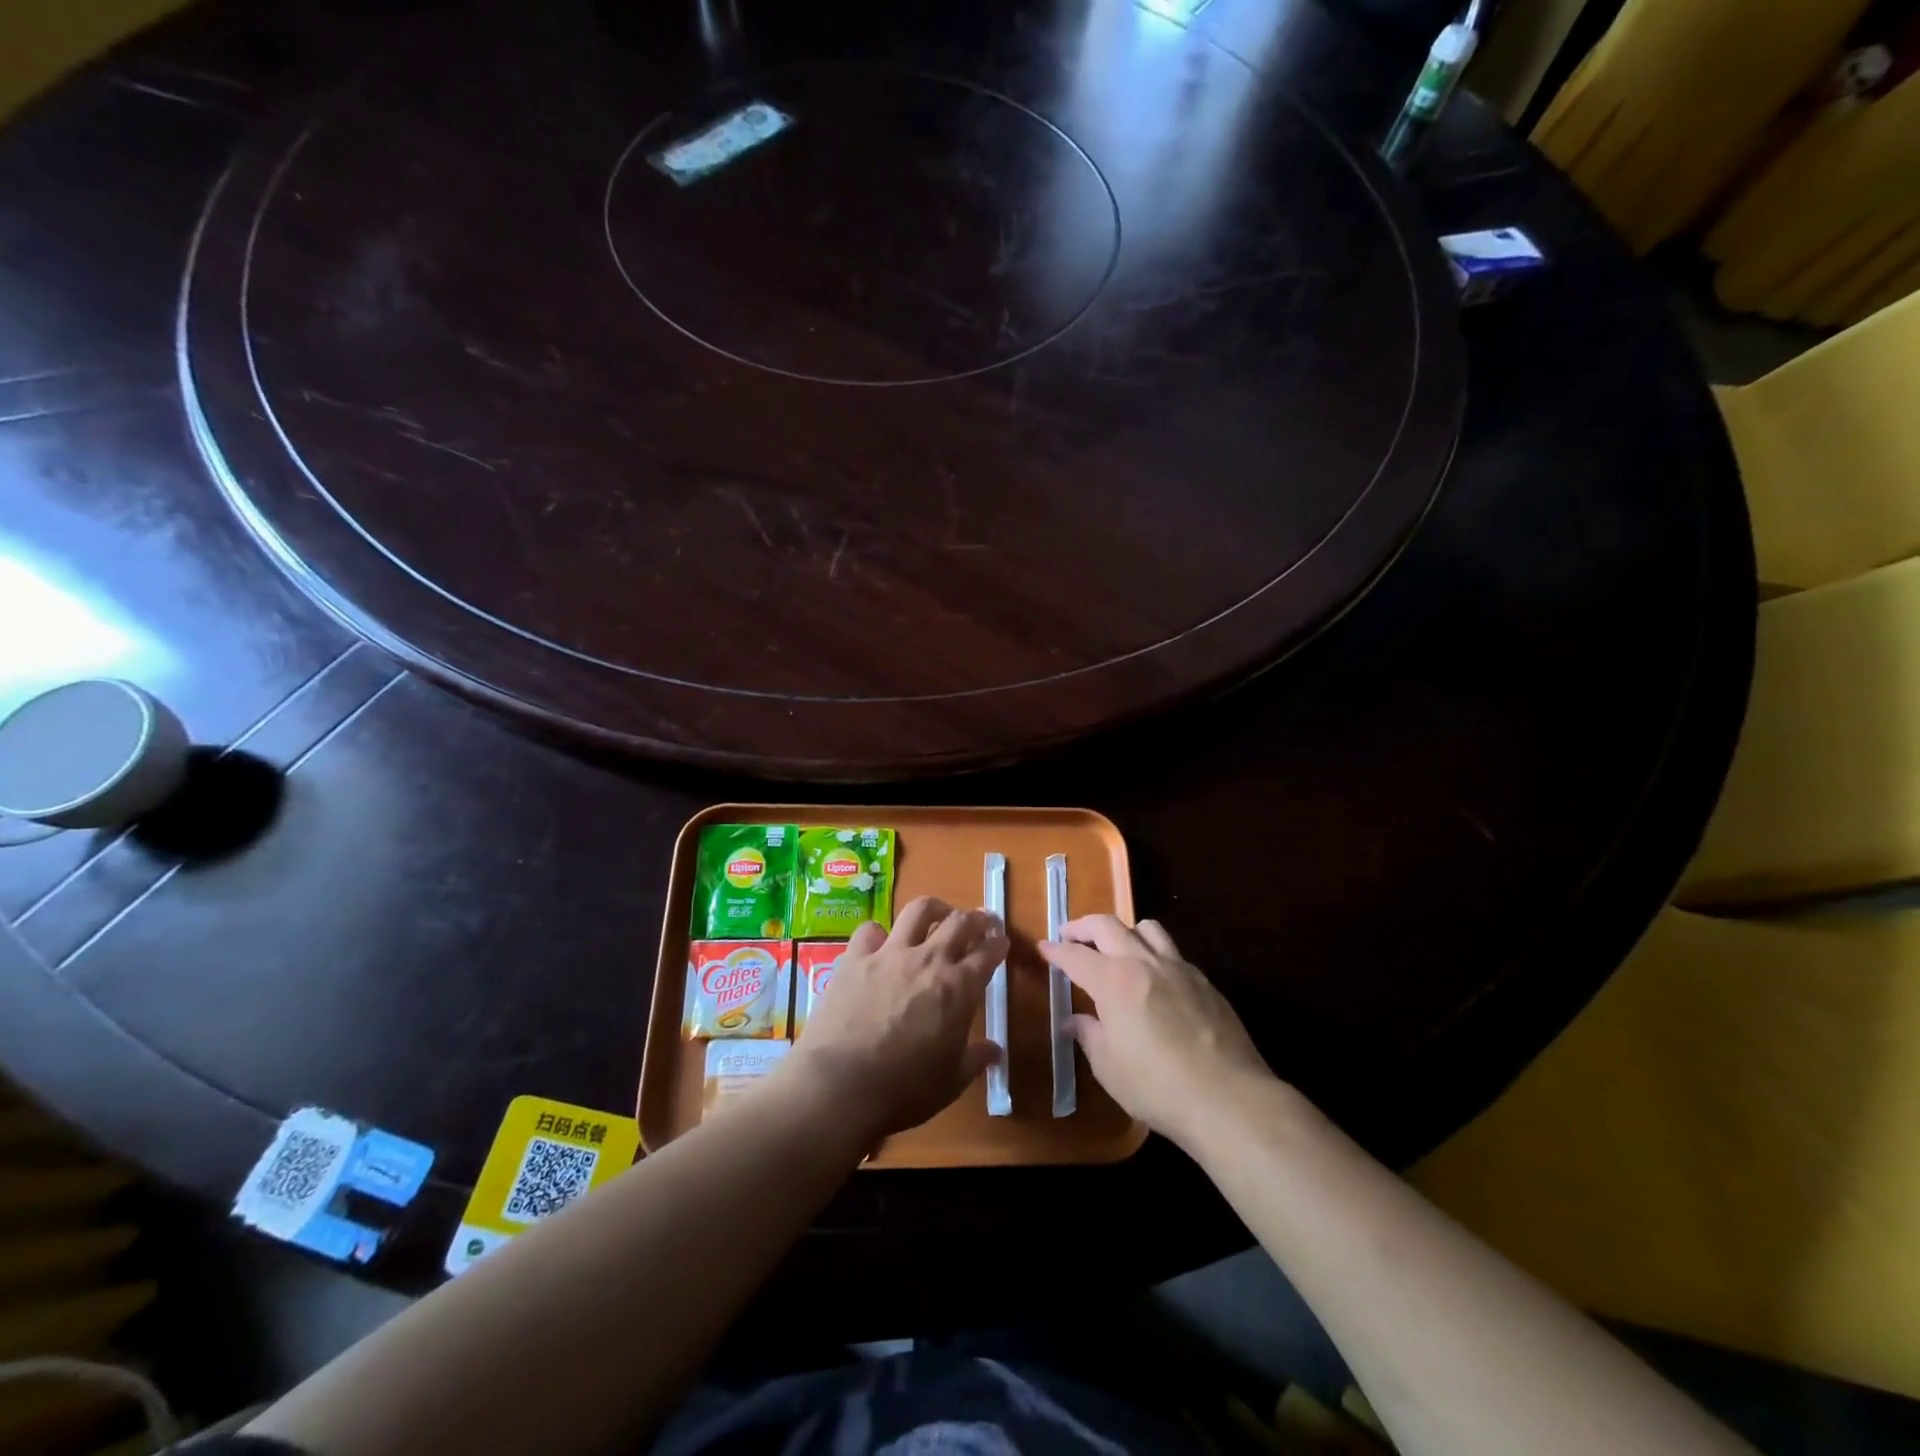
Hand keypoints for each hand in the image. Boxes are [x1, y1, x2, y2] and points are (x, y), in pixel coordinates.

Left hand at [782, 897, 1007, 1145]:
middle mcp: (928, 960)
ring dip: (934, 908)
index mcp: (958, 988)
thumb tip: (995, 1050)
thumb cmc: (904, 1089)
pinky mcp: (854, 958)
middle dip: (975, 918)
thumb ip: (975, 1059)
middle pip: (958, 923)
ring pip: (918, 911)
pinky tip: (880, 943)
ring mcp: (889, 954)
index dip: (998, 945)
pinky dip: (879, 933)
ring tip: (938, 914)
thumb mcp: (951, 1081)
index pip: (987, 955)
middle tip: (980, 921)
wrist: (841, 1084)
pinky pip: (870, 930)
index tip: (1001, 942)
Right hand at [1042, 915, 1275, 1150]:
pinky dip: (1155, 954)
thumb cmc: (1157, 1087)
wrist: (1228, 1098)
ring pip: (1147, 928)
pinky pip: (1173, 953)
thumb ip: (1089, 1036)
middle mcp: (1144, 963)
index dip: (1055, 951)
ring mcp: (1178, 968)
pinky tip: (1155, 980)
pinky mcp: (1205, 982)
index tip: (1044, 948)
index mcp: (1113, 981)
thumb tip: (1075, 1021)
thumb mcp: (1109, 1068)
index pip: (1075, 955)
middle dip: (1083, 926)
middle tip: (1070, 935)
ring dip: (1124, 931)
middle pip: (1108, 925)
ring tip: (1117, 948)